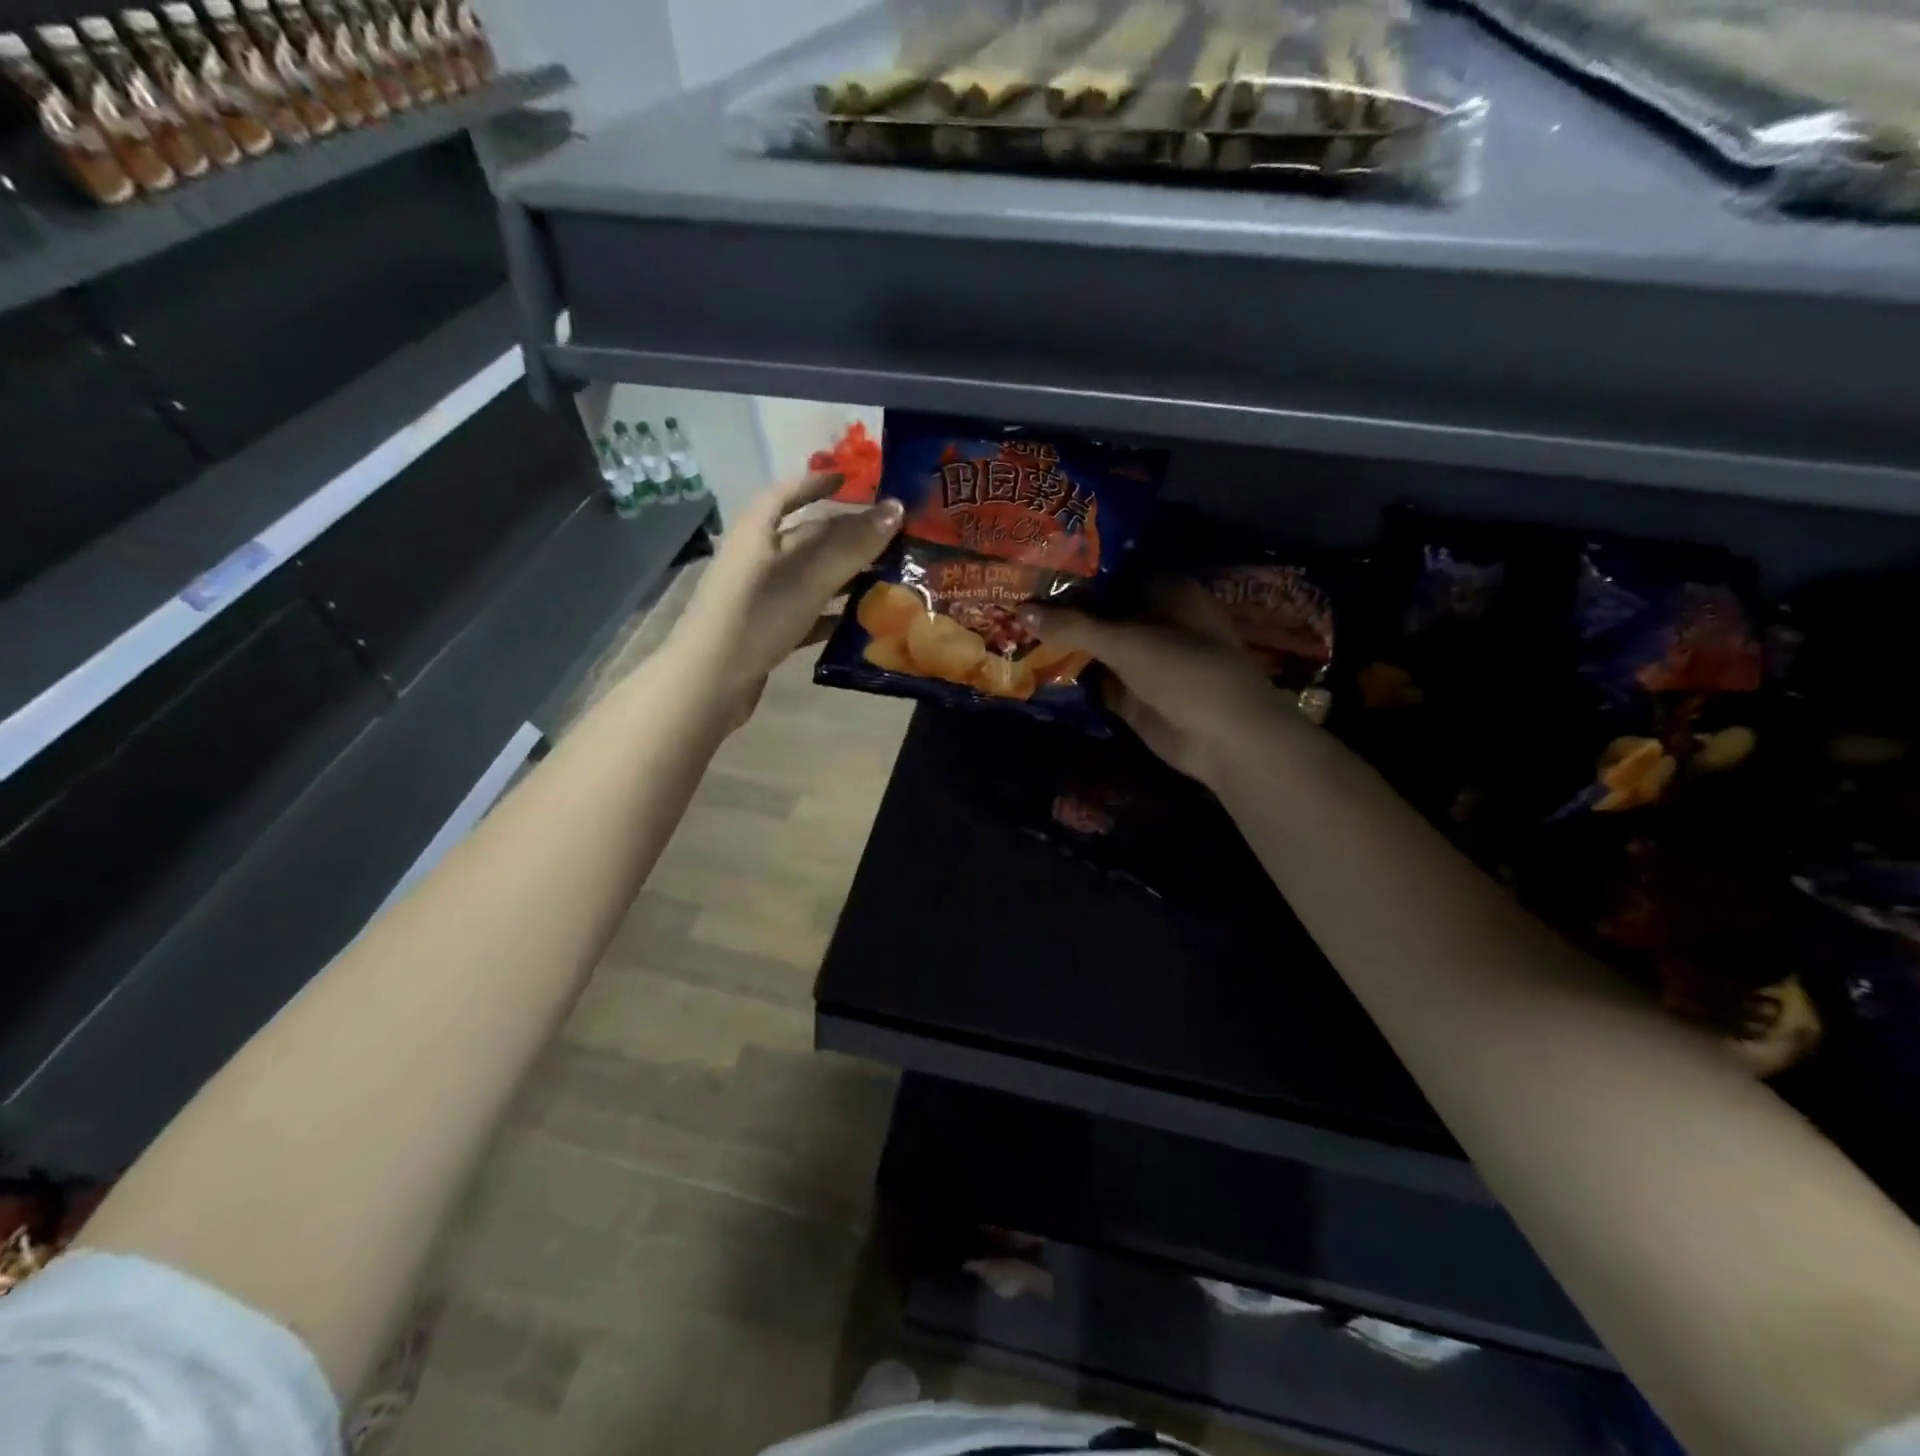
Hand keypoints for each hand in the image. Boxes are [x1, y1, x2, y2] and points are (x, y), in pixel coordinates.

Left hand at [668, 472, 903, 729]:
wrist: (709, 683)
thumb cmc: (756, 617)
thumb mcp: (807, 578)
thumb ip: (852, 545)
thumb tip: (896, 507)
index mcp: (756, 533)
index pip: (786, 494)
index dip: (816, 483)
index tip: (850, 479)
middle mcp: (755, 559)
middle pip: (804, 537)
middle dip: (845, 535)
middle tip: (889, 536)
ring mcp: (758, 597)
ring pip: (809, 576)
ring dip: (844, 576)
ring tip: (886, 577)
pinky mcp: (765, 630)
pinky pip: (805, 612)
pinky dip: (831, 613)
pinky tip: (860, 622)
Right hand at [1021, 580, 1298, 788]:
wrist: (1224, 738)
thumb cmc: (1186, 672)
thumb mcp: (1127, 642)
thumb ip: (1074, 626)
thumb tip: (1020, 609)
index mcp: (1164, 591)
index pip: (1111, 569)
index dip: (1074, 567)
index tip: (1032, 561)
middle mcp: (1152, 619)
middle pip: (1099, 608)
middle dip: (1060, 606)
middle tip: (1010, 594)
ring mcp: (1142, 659)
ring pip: (1094, 644)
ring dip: (1061, 641)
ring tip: (1009, 625)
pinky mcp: (1131, 693)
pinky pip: (1093, 678)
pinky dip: (1068, 674)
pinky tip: (1029, 664)